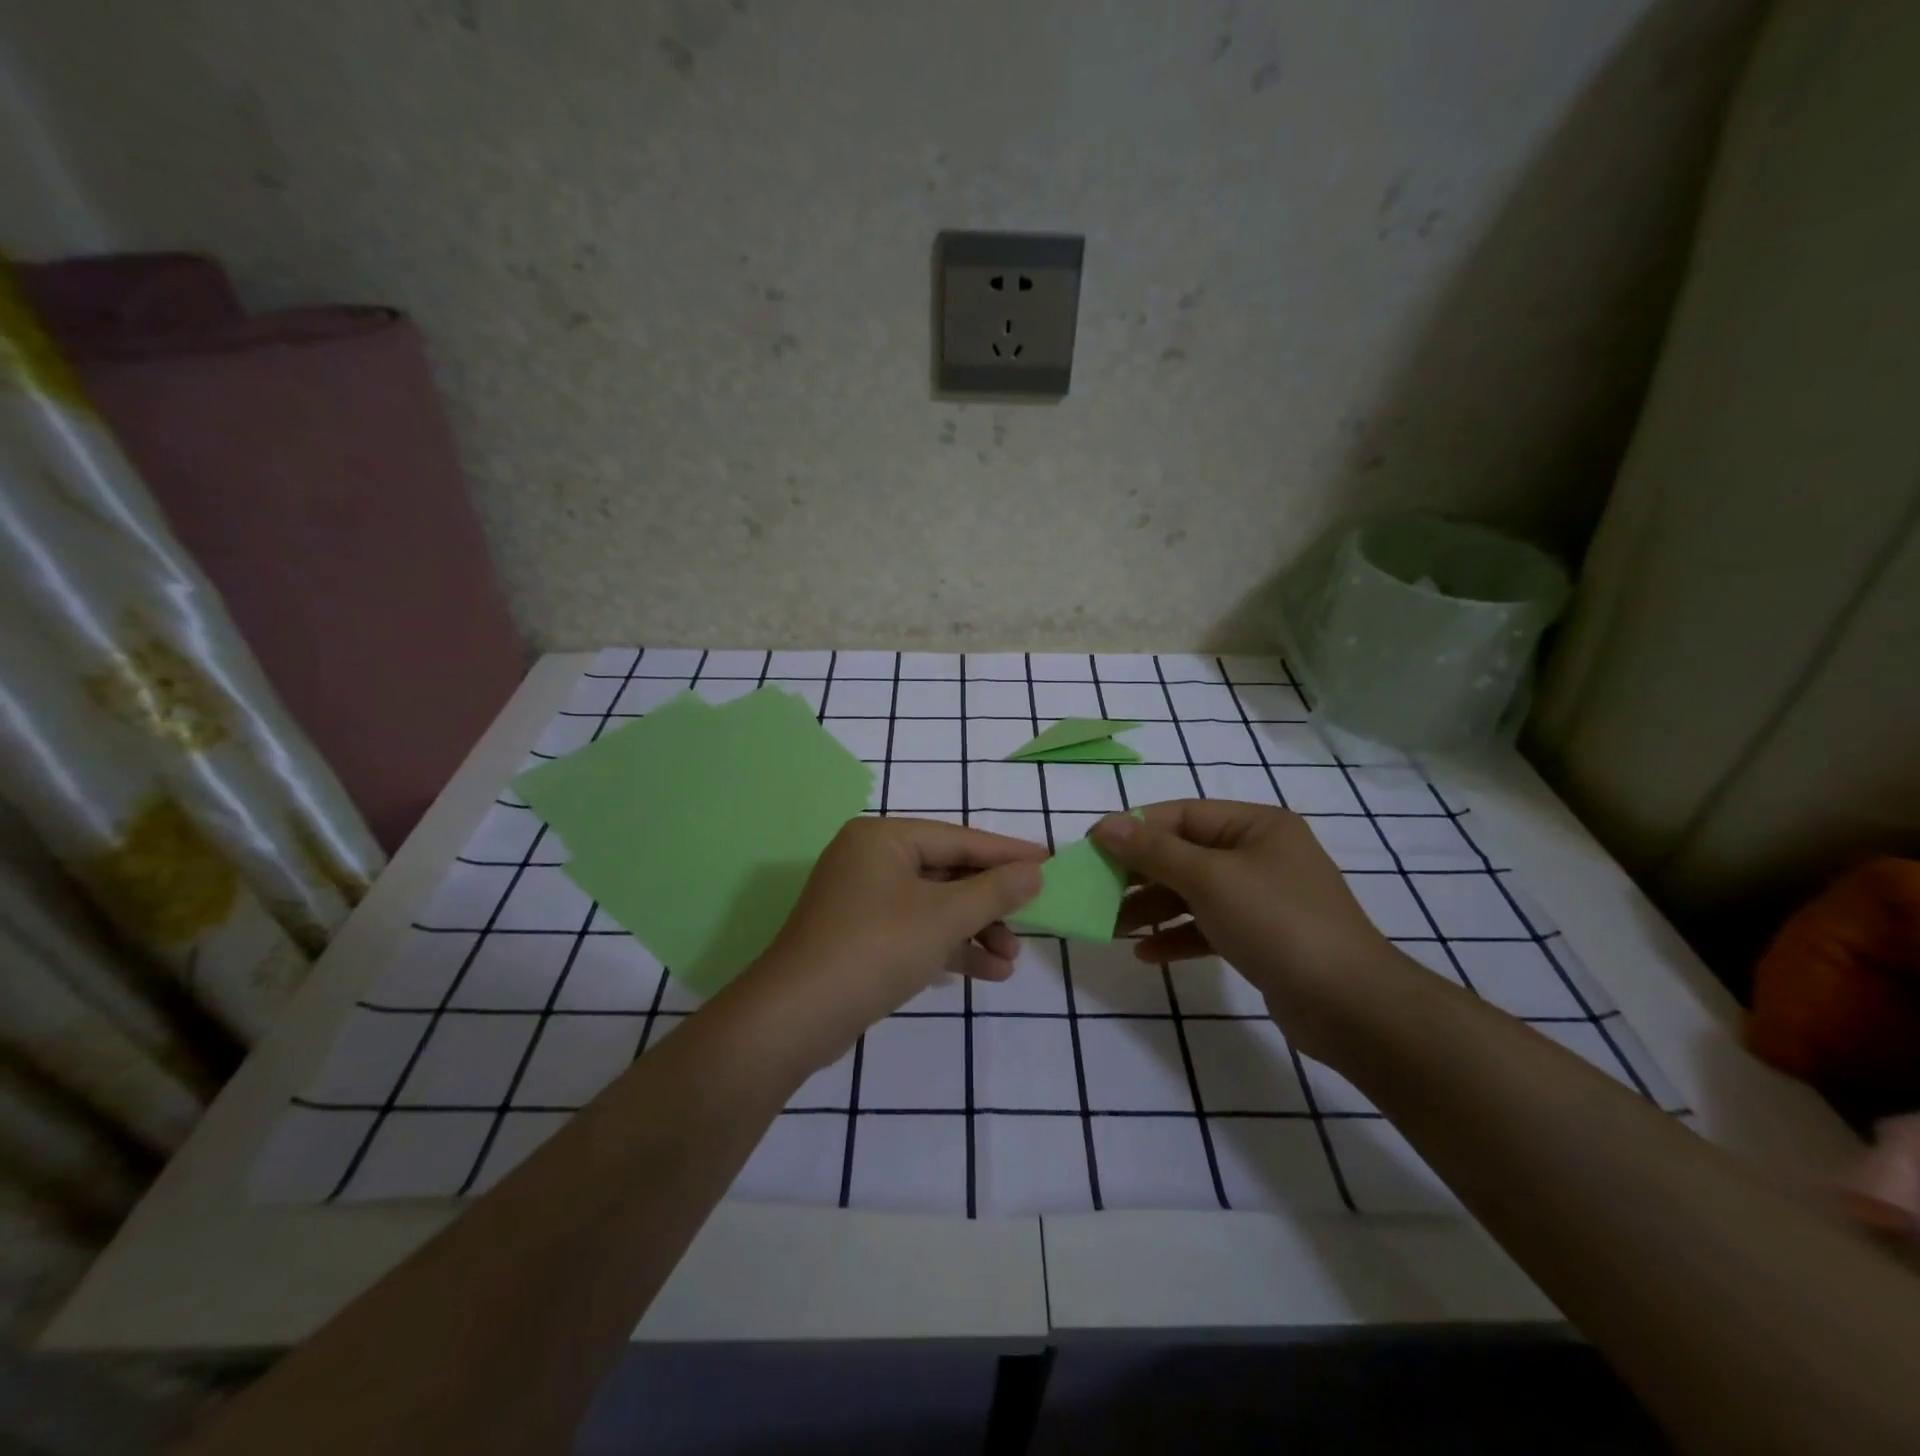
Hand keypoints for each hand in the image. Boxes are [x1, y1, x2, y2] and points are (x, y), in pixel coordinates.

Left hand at [740, 817, 1045, 1069]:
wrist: (797, 1018)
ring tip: (1012, 960)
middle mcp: (870, 860)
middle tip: (1032, 922)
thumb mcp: (944, 917)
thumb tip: (1034, 871)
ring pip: (934, 906)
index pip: (959, 839)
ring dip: (975, 931)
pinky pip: (916, 931)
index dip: (1007, 853)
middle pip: (947, 873)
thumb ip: (994, 891)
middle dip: (990, 904)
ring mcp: (862, 900)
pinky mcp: (860, 937)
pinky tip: (987, 972)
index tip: (1050, 862)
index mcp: (883, 838)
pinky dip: (948, 948)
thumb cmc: (876, 948)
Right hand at [1090, 800, 1399, 1040]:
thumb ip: (1152, 851)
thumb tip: (1105, 826)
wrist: (1350, 1006)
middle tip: (1097, 891)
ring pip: (1193, 893)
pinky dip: (1178, 936)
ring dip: (1152, 909)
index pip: (1181, 815)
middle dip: (1139, 875)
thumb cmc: (1276, 923)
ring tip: (1112, 928)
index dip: (1134, 828)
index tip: (1092, 848)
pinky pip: (1208, 926)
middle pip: (1185, 854)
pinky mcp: (1261, 937)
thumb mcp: (1208, 879)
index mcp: (1256, 826)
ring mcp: (1262, 898)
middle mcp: (1260, 854)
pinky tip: (1148, 954)